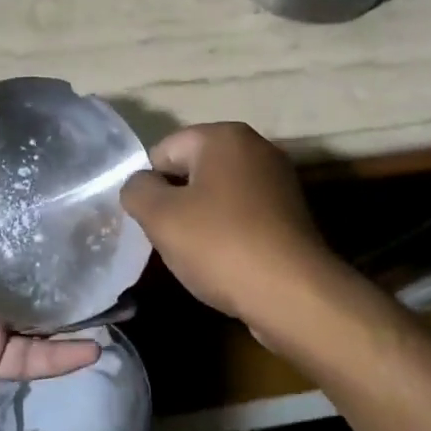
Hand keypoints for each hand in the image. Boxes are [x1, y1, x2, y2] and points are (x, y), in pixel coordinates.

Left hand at [0, 107, 101, 430]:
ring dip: (76, 302)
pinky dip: (61, 356)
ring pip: (40, 308)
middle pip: (28, 258)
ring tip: (121, 288)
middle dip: (65, 248)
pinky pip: (32, 357)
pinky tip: (97, 345)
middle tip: (109, 230)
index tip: (68, 173)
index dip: (27, 193)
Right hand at [120, 123, 341, 338]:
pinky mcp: (291, 213)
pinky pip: (243, 215)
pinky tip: (224, 262)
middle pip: (192, 170)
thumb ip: (136, 190)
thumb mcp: (160, 216)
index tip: (149, 221)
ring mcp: (278, 180)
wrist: (293, 295)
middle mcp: (255, 147)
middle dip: (175, 201)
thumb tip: (139, 185)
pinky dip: (228, 232)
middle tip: (168, 238)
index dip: (149, 185)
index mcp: (223, 136)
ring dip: (200, 219)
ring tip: (196, 255)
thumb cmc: (220, 245)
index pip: (164, 150)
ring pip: (217, 194)